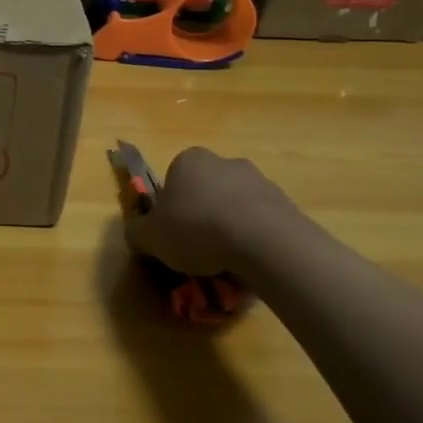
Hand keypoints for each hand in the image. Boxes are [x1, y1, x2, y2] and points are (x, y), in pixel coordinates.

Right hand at [124, 148, 312, 278]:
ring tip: (225, 261)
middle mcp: (223, 161)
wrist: (263, 241)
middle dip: (201, 214)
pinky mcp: (285, 202)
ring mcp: (259, 179)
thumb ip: (137, 232)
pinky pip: (261, 222)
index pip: (172, 181)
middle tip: (197, 248)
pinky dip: (254, 238)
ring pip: (234, 205)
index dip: (169, 209)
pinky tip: (250, 262)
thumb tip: (137, 233)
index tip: (171, 233)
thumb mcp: (150, 237)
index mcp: (188, 160)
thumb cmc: (197, 229)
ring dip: (229, 226)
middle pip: (206, 190)